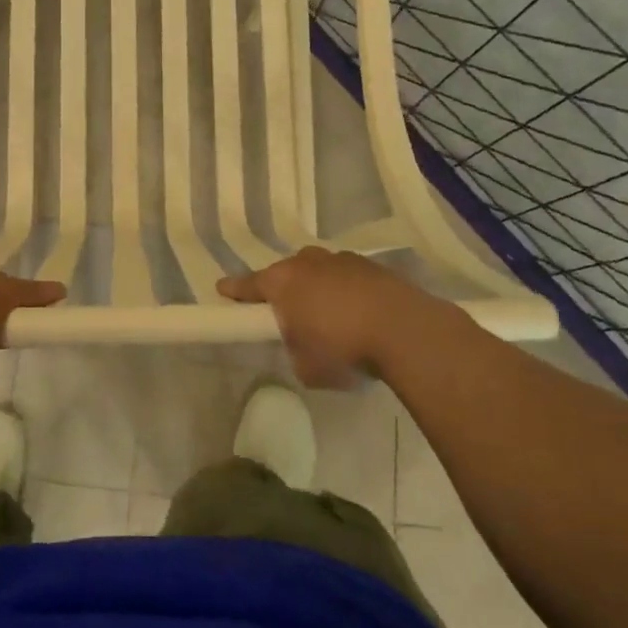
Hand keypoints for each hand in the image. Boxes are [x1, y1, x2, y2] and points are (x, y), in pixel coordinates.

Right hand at [217, 247, 461, 386]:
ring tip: (328, 315)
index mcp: (282, 283)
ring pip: (319, 271)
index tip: (222, 290)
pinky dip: (346, 292)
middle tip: (286, 312)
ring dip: (318, 288)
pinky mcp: (372, 267)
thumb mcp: (306, 366)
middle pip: (286, 273)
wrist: (405, 330)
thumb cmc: (342, 348)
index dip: (234, 291)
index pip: (248, 285)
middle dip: (283, 289)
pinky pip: (348, 278)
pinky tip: (358, 313)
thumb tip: (302, 345)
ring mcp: (342, 260)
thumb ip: (294, 351)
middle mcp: (307, 263)